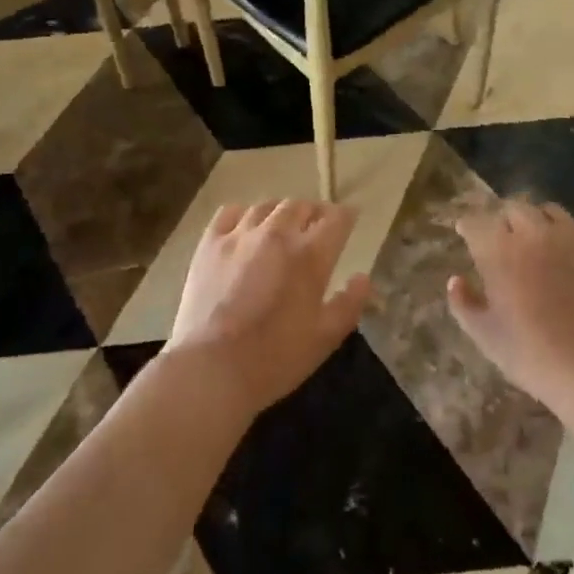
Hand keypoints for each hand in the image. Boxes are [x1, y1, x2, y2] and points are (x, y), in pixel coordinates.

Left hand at [166, 199, 368, 417]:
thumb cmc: (275, 358)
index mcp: (309, 255)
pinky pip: (230, 212)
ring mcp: (240, 235)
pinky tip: (245, 227)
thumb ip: (349, 304)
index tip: (350, 219)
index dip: (346, 216)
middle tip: (317, 225)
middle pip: (300, 206)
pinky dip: (243, 214)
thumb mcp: (325, 338)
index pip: (336, 219)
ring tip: (282, 224)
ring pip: (266, 205)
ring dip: (281, 211)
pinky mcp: (210, 242)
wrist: (211, 368)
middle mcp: (277, 233)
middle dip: (314, 211)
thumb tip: (363, 277)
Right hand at [448, 199, 573, 425]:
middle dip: (502, 219)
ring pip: (550, 211)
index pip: (476, 222)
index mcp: (500, 251)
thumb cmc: (534, 357)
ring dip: (537, 221)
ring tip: (538, 241)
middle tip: (502, 240)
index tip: (465, 234)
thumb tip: (456, 279)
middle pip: (513, 207)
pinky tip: (573, 253)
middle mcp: (535, 233)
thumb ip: (463, 304)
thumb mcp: (485, 337)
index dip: (468, 227)